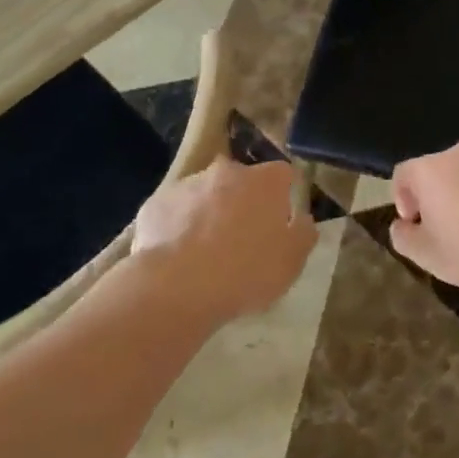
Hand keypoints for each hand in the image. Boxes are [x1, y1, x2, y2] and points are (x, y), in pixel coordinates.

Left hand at [131, 158, 318, 321]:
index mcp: (265, 181)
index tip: (278, 220)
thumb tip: (302, 219)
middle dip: (242, 201)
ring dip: (208, 212)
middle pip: (240, 180)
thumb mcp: (292, 261)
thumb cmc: (247, 271)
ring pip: (204, 194)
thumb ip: (303, 234)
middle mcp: (227, 171)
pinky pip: (173, 212)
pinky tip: (176, 256)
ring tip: (204, 252)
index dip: (282, 196)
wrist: (179, 286)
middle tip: (241, 237)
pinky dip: (177, 227)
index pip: (282, 174)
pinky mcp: (156, 203)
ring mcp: (188, 184)